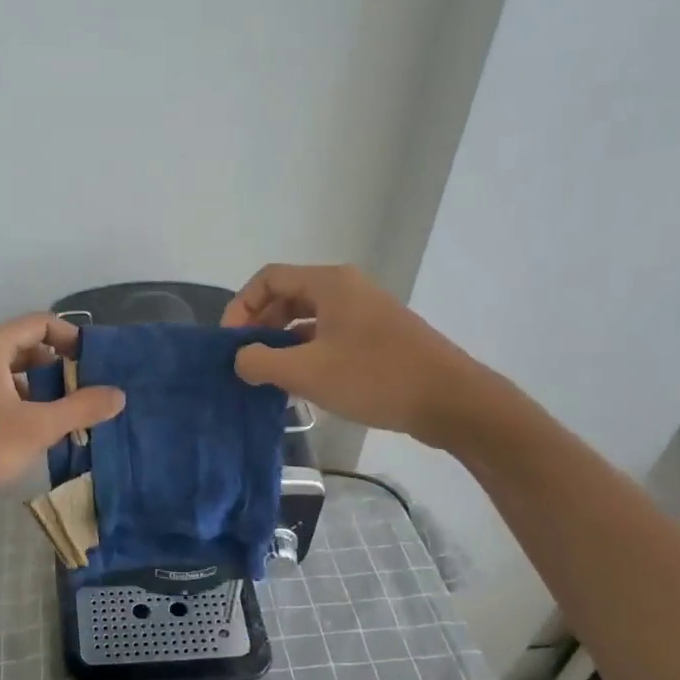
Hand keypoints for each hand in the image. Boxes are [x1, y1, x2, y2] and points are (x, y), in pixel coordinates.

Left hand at [0, 314, 124, 513]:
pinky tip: (20, 431)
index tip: (92, 363)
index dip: (70, 338)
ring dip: (31, 386)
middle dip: (52, 366)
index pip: (38, 323)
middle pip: (19, 345)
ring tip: (54, 415)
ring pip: (0, 370)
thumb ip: (81, 408)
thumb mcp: (38, 427)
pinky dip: (8, 399)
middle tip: (78, 392)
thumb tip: (119, 395)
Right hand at [221, 263, 492, 446]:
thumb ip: (261, 362)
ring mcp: (363, 313)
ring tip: (266, 376)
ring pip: (306, 319)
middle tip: (244, 361)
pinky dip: (304, 353)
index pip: (268, 279)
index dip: (240, 307)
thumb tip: (240, 358)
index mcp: (329, 284)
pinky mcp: (375, 337)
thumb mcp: (307, 372)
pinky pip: (326, 335)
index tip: (230, 344)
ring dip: (280, 343)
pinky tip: (298, 383)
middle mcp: (345, 289)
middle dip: (258, 325)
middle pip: (286, 296)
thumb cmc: (375, 378)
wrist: (450, 400)